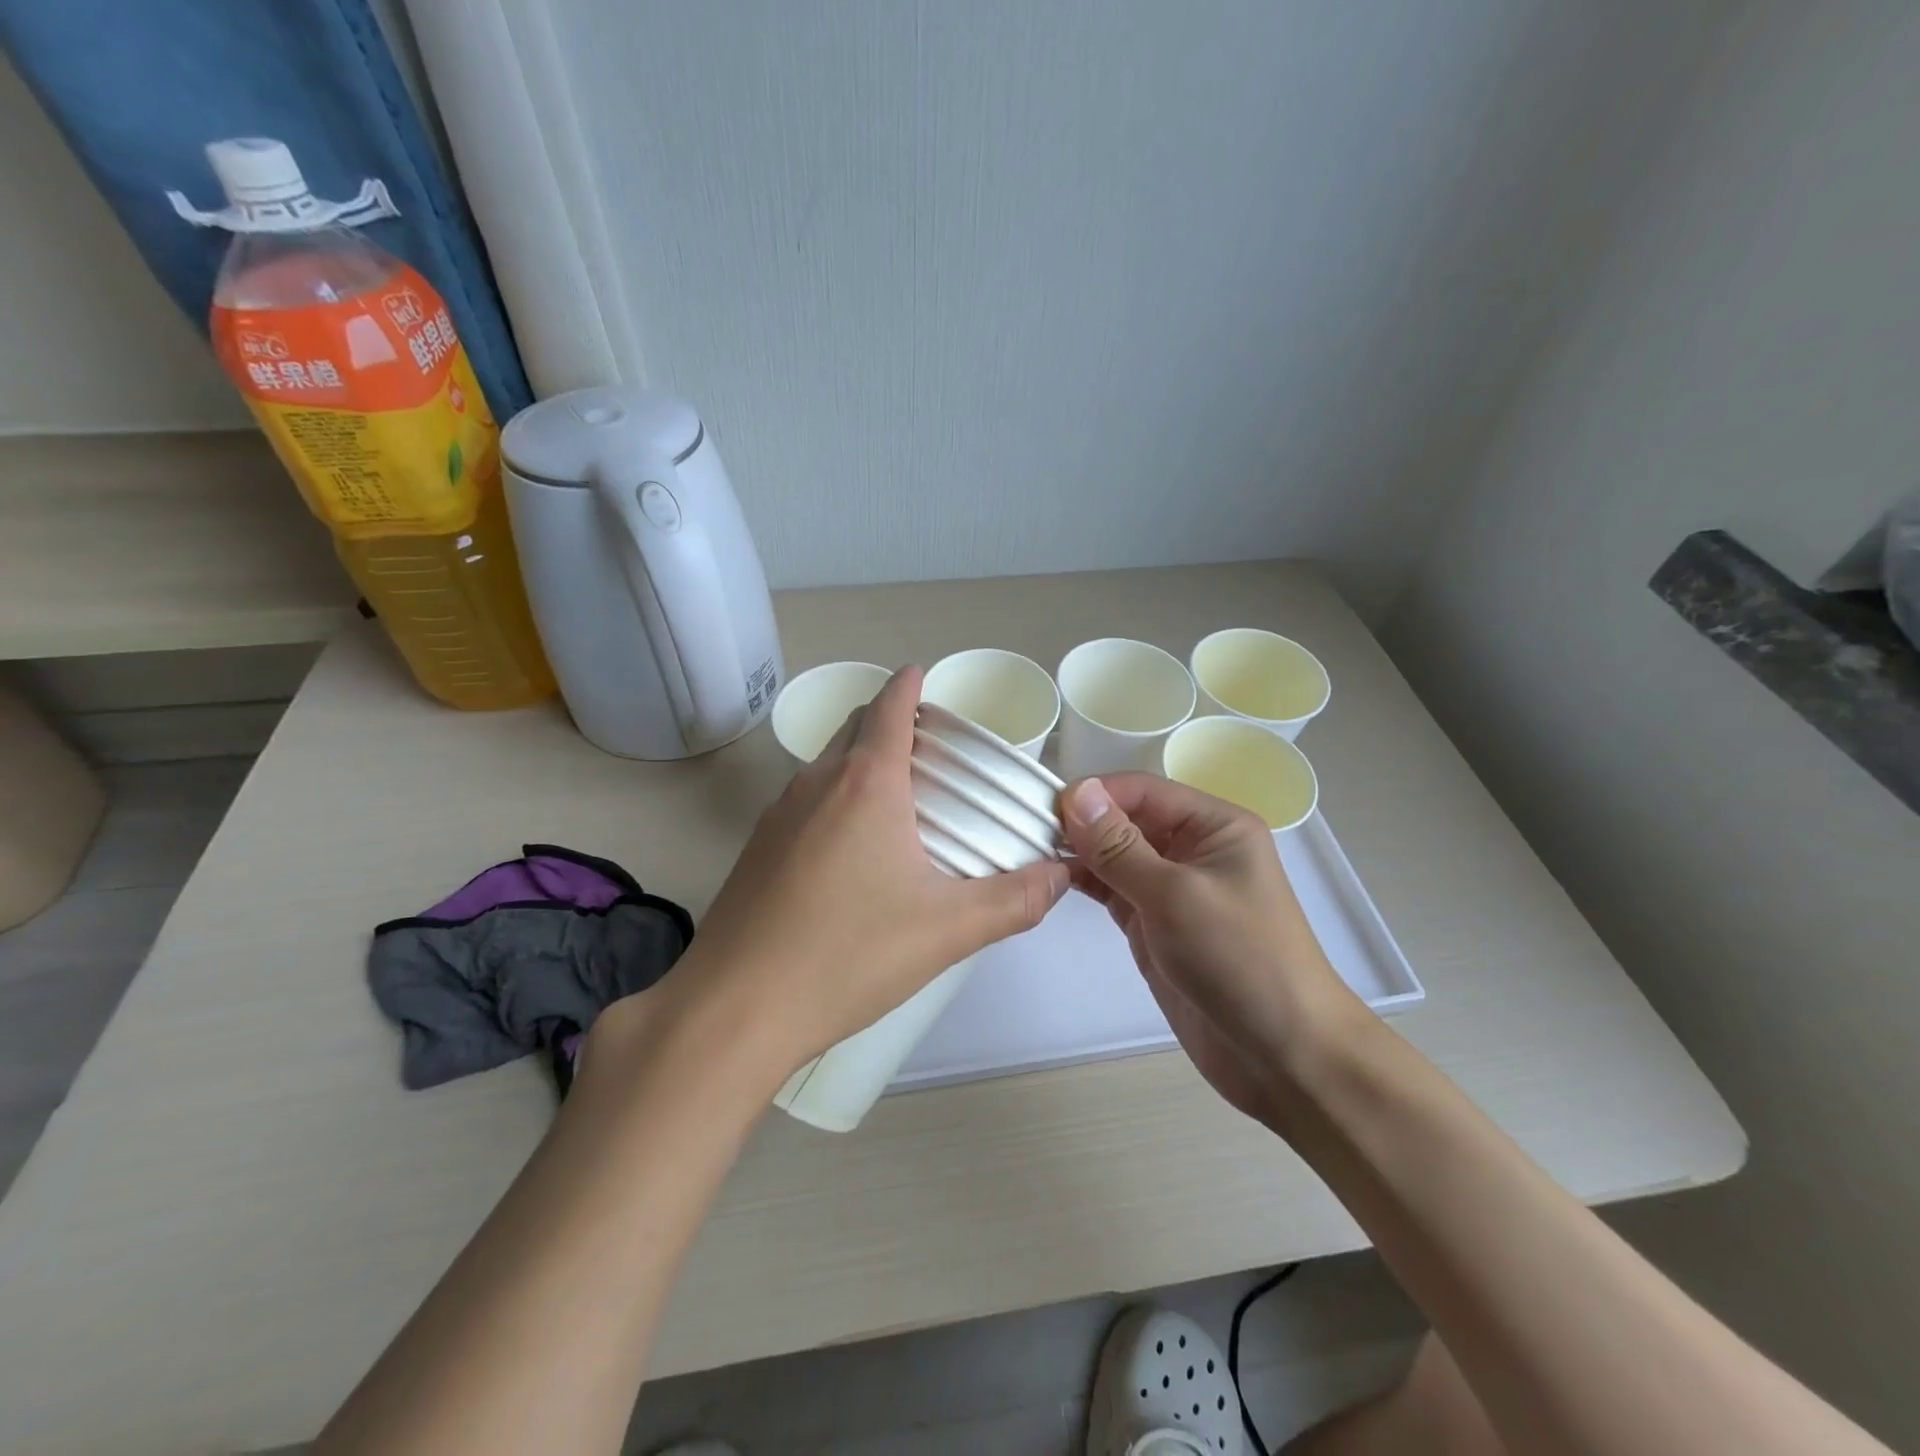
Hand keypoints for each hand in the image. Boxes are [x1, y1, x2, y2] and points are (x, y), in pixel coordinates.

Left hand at [657, 667, 1069, 1081]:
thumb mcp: (947, 930)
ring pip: (827, 763)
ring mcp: (778, 814)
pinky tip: (853, 850)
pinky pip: (805, 800)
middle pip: (855, 726)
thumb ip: (1015, 900)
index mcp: (866, 783)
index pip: (888, 705)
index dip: (909, 683)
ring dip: (861, 760)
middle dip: (889, 719)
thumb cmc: (847, 955)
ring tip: (901, 798)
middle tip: (932, 747)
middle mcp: (816, 783)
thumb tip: (1063, 875)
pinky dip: (836, 797)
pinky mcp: (757, 848)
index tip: (925, 676)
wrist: (735, 1008)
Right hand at [1061, 774, 1363, 1123]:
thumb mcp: (1175, 895)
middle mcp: (1192, 848)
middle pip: (1127, 818)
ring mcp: (1172, 887)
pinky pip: (1113, 889)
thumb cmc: (1239, 960)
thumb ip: (1119, 846)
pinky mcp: (1154, 923)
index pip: (1143, 790)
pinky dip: (1085, 882)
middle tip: (1025, 830)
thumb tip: (1075, 792)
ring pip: (1115, 854)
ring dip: (1078, 851)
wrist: (1283, 1055)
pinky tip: (1051, 878)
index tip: (1043, 808)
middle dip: (1081, 822)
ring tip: (1029, 851)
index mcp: (1214, 825)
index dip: (1095, 794)